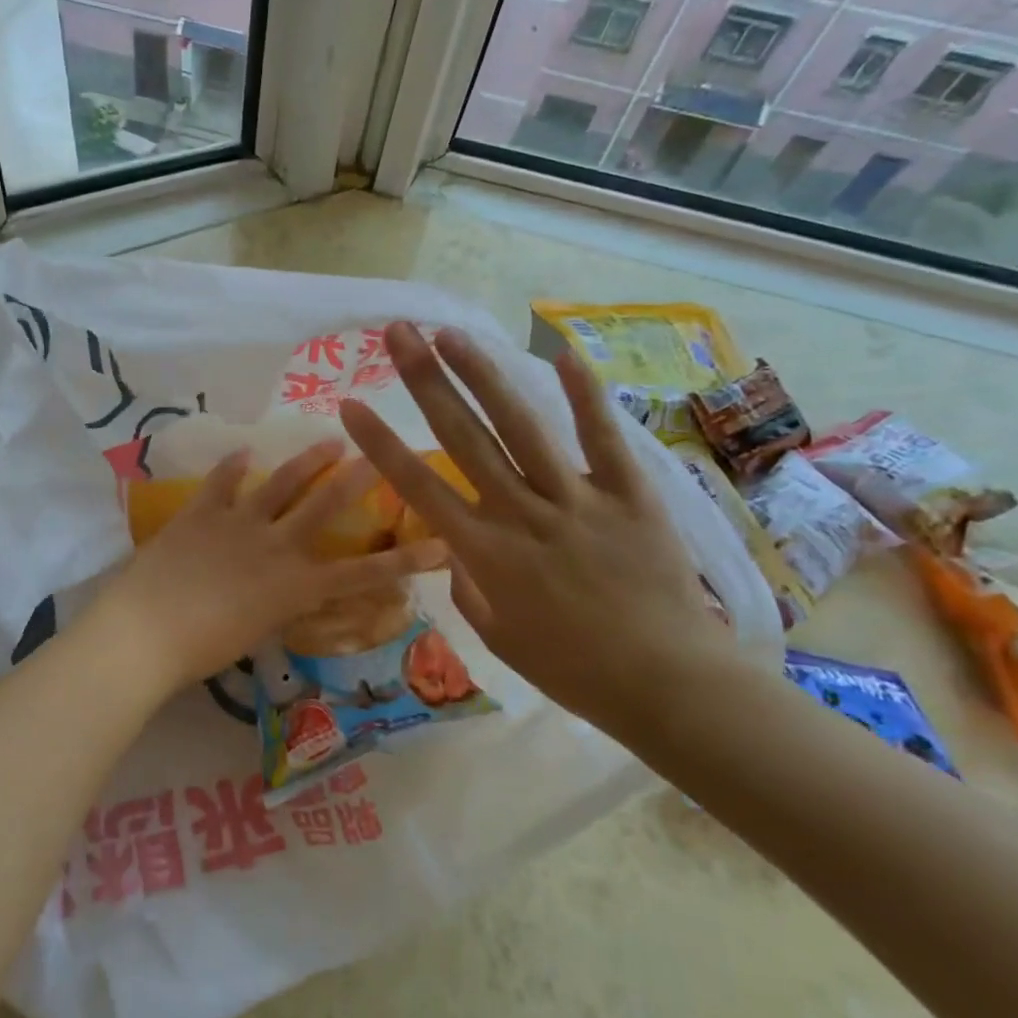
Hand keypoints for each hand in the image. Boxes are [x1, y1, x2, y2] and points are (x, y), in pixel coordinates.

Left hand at [90, 441, 447, 695]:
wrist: (147, 630)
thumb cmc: (201, 651)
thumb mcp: (254, 634)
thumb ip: (275, 607)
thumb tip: (283, 594)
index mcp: (293, 585)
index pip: (361, 574)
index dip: (404, 561)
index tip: (442, 544)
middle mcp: (276, 545)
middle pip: (324, 506)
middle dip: (356, 481)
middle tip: (381, 454)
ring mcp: (238, 522)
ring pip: (280, 483)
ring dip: (306, 461)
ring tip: (329, 441)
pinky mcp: (201, 511)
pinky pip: (221, 482)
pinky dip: (232, 467)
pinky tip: (243, 451)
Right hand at [339, 322, 738, 748]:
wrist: (667, 684)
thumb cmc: (572, 669)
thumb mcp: (497, 637)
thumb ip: (467, 585)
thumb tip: (455, 548)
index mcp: (485, 552)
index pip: (418, 487)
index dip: (381, 444)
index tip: (350, 404)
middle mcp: (522, 514)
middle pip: (464, 437)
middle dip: (426, 381)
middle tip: (401, 334)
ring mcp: (577, 500)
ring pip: (522, 426)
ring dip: (484, 375)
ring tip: (453, 335)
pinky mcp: (629, 495)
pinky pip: (604, 439)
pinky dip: (585, 396)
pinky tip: (562, 354)